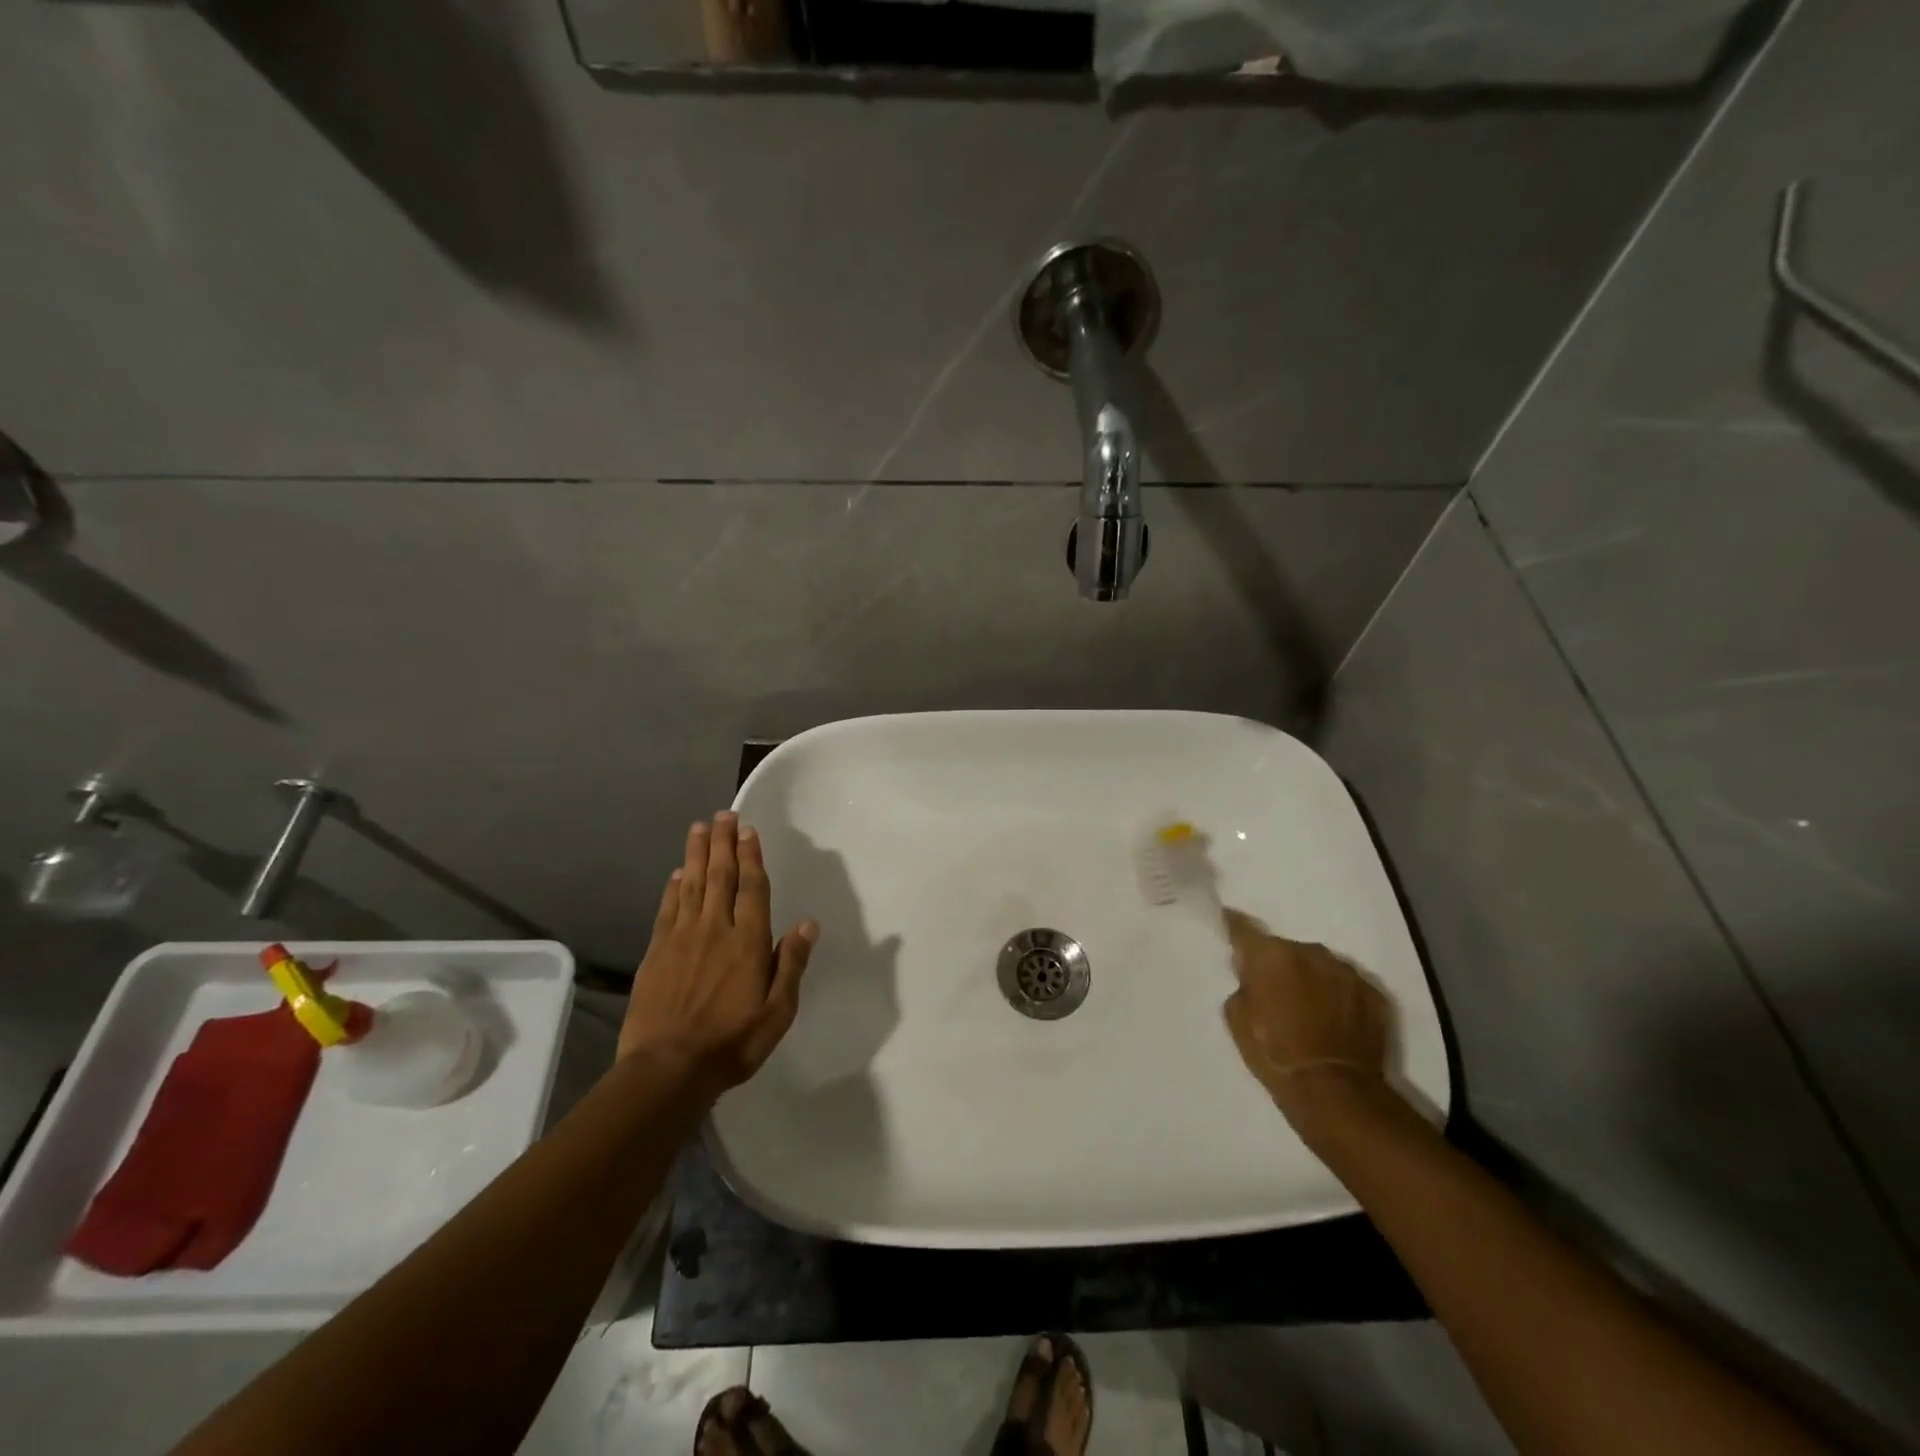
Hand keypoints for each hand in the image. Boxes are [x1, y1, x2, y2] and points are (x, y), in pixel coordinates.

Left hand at [619, 812, 818, 1094]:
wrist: (667, 1069)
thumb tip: (808, 924)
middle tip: (723, 814)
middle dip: (723, 843)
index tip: (749, 830)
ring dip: (697, 854)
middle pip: (720, 876)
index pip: (752, 888)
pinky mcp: (656, 952)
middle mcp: (715, 929)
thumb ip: (791, 964)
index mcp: (748, 942)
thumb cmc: (732, 1042)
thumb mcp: (777, 1012)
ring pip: (692, 885)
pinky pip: (668, 909)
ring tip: (699, 828)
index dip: (751, 857)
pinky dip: (674, 887)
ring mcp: (682, 938)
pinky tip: (677, 872)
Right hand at [1222, 909, 1392, 1133]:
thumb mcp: (1237, 1018)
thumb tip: (1254, 979)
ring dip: (1312, 979)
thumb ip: (1244, 986)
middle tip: (1276, 992)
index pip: (1243, 928)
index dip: (1234, 925)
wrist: (1334, 1091)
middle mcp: (1309, 952)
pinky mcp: (1374, 994)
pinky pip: (1348, 986)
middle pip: (1287, 949)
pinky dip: (1340, 997)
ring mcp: (1346, 971)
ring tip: (1311, 1010)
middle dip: (1280, 965)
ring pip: (1320, 966)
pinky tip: (1336, 1021)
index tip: (1230, 923)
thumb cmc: (1274, 1052)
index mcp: (1270, 955)